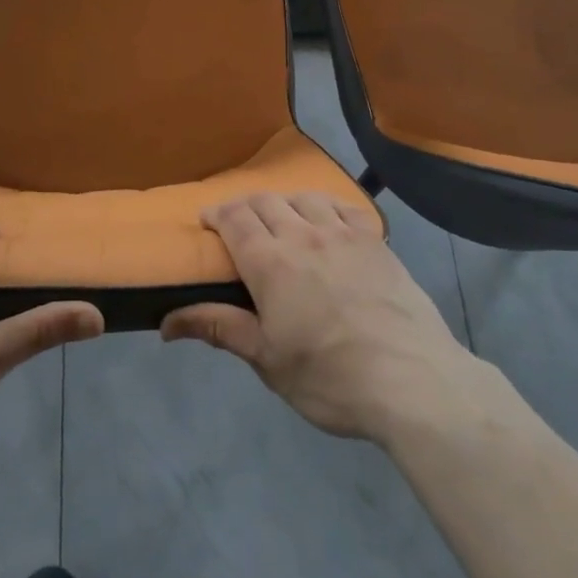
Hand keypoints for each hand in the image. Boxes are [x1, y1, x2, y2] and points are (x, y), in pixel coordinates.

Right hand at [162, 193, 478, 445]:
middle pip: (265, 201)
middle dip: (244, 206)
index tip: (207, 220)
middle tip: (238, 224)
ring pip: (303, 197)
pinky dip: (324, 206)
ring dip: (283, 202)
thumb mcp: (267, 360)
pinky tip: (325, 221)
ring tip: (280, 219)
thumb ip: (219, 328)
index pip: (234, 218)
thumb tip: (166, 322)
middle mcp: (303, 234)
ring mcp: (343, 233)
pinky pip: (342, 206)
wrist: (412, 380)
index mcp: (270, 261)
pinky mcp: (375, 240)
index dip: (216, 213)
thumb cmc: (330, 377)